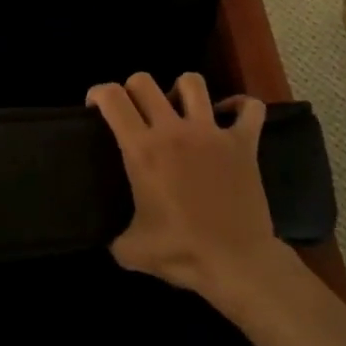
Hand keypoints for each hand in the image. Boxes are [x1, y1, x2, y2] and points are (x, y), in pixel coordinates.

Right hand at [87, 72, 292, 309]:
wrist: (237, 264)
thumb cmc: (182, 253)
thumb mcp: (131, 250)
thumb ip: (114, 236)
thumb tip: (110, 236)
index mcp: (143, 150)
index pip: (113, 98)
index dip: (98, 94)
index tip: (96, 108)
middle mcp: (174, 130)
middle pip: (144, 81)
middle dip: (133, 89)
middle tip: (135, 113)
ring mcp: (212, 132)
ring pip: (192, 82)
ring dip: (181, 91)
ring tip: (179, 111)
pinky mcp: (244, 143)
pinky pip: (249, 108)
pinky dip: (240, 106)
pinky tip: (229, 116)